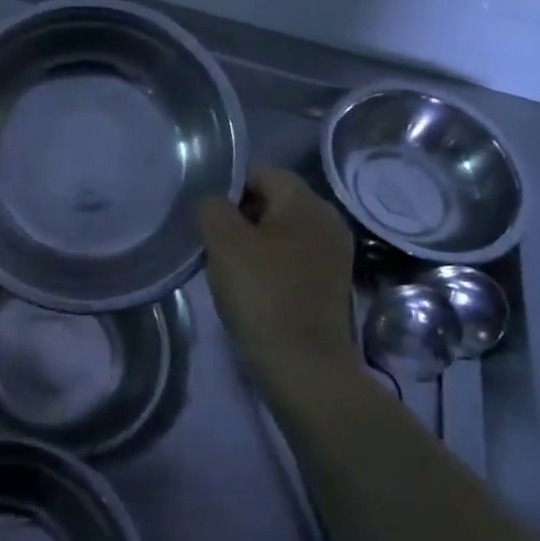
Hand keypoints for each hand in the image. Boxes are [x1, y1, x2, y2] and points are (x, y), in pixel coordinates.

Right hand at [198, 165, 360, 405]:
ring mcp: (333, 255)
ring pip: (281, 230)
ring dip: (252, 242)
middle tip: (212, 240)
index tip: (206, 215)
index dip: (229, 186)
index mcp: (308, 203)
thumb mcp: (224, 242)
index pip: (261, 172)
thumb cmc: (263, 295)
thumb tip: (214, 202)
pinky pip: (292, 257)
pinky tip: (250, 286)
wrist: (304, 368)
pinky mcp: (330, 284)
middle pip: (273, 200)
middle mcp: (328, 221)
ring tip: (227, 265)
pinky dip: (269, 264)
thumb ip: (212, 207)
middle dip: (240, 215)